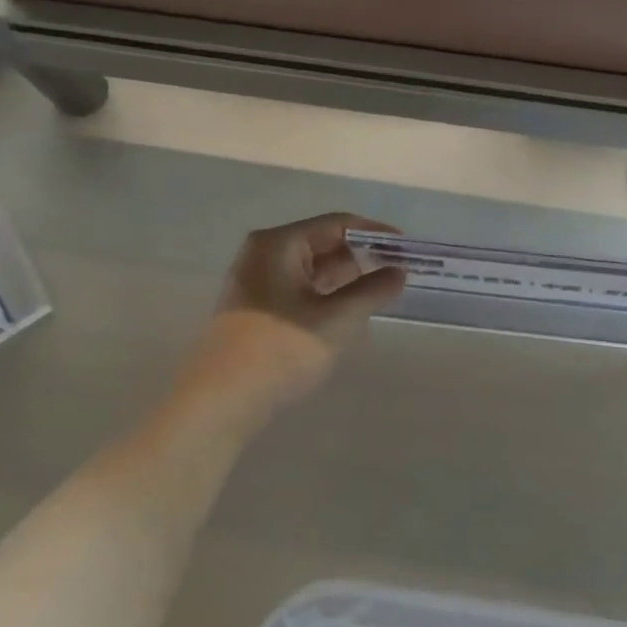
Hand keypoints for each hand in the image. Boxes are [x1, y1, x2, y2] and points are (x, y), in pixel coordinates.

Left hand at [188, 214, 406, 403]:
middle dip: (361, 257)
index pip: (337, 224)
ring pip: (311, 268)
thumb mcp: (337, 320)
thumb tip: (399, 272)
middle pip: (322, 242)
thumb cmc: (281, 350)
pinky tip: (347, 311)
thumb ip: (372, 291)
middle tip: (398, 273)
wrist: (219, 402)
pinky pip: (298, 287)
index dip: (375, 234)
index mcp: (279, 243)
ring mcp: (255, 280)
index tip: (407, 249)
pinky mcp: (254, 306)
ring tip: (380, 293)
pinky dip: (326, 294)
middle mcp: (263, 253)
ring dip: (345, 278)